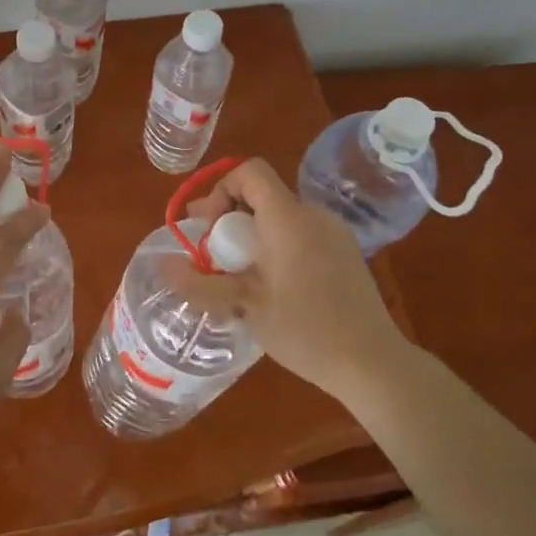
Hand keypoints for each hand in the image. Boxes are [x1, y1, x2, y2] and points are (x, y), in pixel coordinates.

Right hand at [168, 158, 405, 406]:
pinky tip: (271, 285)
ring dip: (252, 234)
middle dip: (231, 218)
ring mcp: (334, 232)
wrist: (373, 363)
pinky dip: (276, 245)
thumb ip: (201, 283)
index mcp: (289, 218)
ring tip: (239, 276)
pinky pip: (300, 233)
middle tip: (214, 257)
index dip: (221, 189)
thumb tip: (162, 266)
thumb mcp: (246, 306)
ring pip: (281, 216)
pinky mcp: (345, 252)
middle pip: (263, 195)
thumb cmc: (306, 330)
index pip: (250, 172)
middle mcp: (314, 215)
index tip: (208, 229)